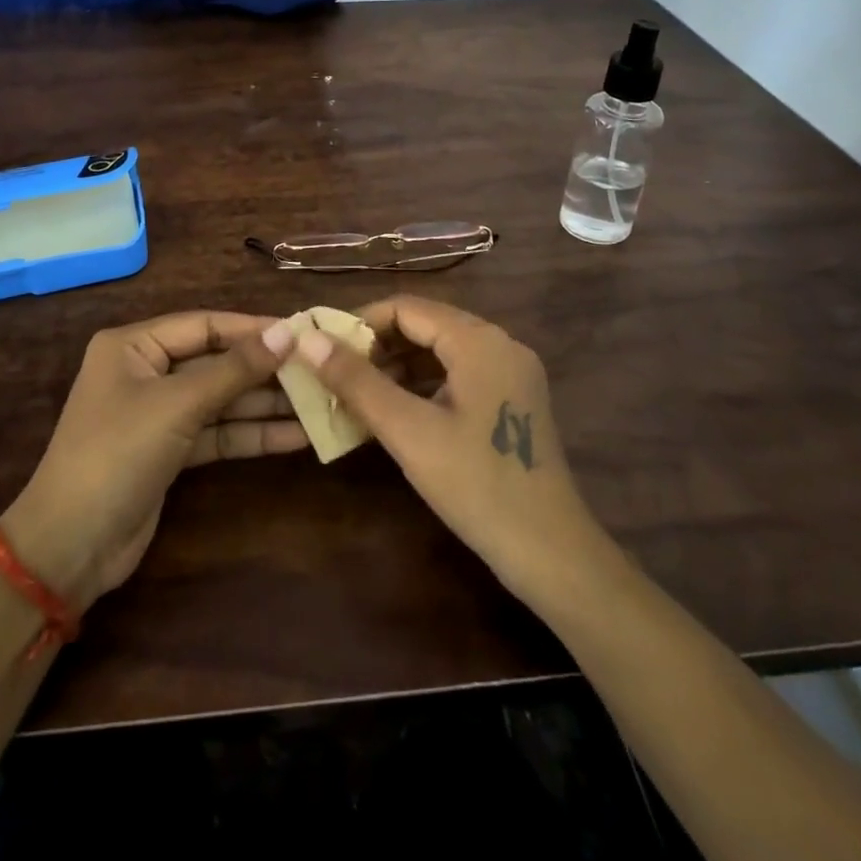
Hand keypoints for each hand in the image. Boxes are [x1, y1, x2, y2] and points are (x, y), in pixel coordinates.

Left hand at [2, 312, 304, 609]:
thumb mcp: (178, 404)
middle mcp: (146, 372)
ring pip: (221, 400)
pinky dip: (251, 435)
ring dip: (264, 404)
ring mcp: (159, 414)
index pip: (204, 325)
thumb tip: (288, 332)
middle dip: (264, 370)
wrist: (71, 546)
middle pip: (216, 362)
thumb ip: (235, 369)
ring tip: (319, 403)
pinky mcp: (170, 452)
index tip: (303, 332)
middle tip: (318, 370)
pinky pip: (217, 433)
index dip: (253, 328)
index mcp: (133, 345)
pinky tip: (295, 436)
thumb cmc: (118, 453)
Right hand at [290, 295, 605, 600]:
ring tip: (355, 392)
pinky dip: (422, 384)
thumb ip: (357, 381)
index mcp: (479, 340)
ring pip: (441, 351)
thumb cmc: (476, 486)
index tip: (322, 349)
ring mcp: (511, 372)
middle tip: (334, 373)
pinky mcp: (513, 399)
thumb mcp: (408, 431)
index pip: (406, 307)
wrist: (551, 553)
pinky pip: (458, 374)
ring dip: (397, 365)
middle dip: (377, 345)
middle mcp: (500, 343)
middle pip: (425, 325)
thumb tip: (308, 340)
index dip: (359, 323)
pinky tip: (394, 409)